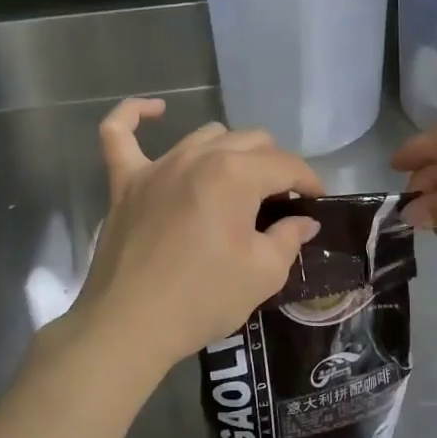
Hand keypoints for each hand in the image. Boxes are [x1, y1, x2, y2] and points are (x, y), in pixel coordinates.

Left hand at [64, 98, 324, 378]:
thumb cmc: (203, 299)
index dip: (309, 183)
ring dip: (231, 152)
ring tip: (238, 183)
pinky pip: (120, 134)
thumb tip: (303, 221)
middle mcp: (198, 156)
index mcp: (236, 174)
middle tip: (280, 203)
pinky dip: (135, 115)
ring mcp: (158, 166)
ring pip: (206, 136)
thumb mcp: (264, 273)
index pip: (286, 164)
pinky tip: (155, 110)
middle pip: (251, 142)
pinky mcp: (125, 182)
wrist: (130, 327)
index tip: (316, 204)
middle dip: (275, 166)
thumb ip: (289, 238)